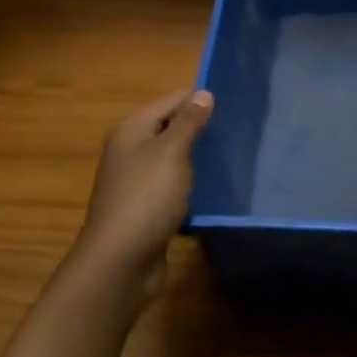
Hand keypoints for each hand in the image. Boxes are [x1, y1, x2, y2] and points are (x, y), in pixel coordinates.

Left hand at [74, 89, 212, 298]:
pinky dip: (190, 184)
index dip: (199, 99)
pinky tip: (213, 188)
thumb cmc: (146, 199)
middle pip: (169, 127)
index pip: (170, 100)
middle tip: (237, 130)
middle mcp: (130, 150)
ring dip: (196, 157)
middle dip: (199, 128)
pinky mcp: (145, 208)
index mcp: (132, 130)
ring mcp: (136, 181)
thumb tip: (203, 92)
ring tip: (231, 156)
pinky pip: (171, 185)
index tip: (233, 104)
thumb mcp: (171, 153)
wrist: (119, 264)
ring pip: (172, 158)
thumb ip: (188, 122)